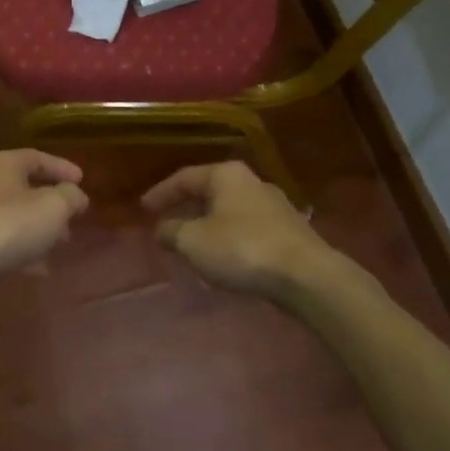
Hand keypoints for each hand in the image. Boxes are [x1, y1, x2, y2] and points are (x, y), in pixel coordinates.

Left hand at [0, 149, 89, 283]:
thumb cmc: (11, 224)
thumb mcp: (54, 206)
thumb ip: (71, 197)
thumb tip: (76, 196)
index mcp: (3, 165)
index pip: (36, 157)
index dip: (61, 167)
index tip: (82, 180)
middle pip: (25, 188)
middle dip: (52, 203)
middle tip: (74, 216)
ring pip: (16, 218)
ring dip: (40, 229)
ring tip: (62, 243)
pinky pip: (5, 244)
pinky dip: (25, 252)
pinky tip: (41, 269)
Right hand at [142, 161, 333, 298]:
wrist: (306, 275)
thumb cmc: (242, 249)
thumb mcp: (194, 242)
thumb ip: (172, 232)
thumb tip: (162, 229)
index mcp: (226, 175)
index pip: (184, 178)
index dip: (160, 193)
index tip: (143, 209)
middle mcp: (251, 182)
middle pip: (209, 192)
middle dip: (186, 208)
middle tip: (166, 223)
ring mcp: (273, 205)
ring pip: (228, 211)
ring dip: (207, 225)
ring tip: (191, 243)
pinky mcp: (287, 230)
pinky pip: (245, 228)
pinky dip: (227, 237)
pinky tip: (221, 256)